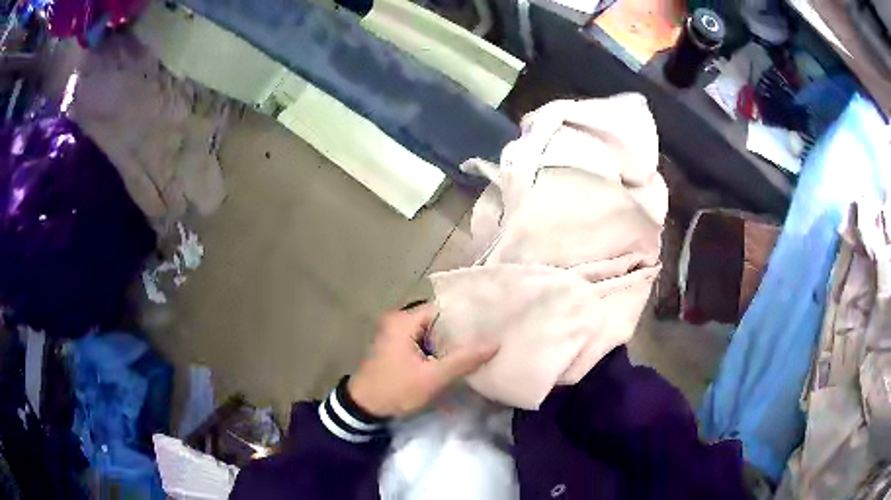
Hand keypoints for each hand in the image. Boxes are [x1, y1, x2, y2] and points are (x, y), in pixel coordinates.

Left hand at [348, 304, 498, 417]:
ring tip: (477, 347)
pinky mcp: (395, 346)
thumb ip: (463, 359)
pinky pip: (422, 340)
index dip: (466, 317)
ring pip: (431, 332)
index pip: (442, 309)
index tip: (489, 326)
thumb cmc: (396, 389)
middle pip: (437, 319)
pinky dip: (437, 348)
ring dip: (449, 342)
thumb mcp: (432, 377)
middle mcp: (397, 320)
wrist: (363, 408)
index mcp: (403, 320)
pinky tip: (455, 358)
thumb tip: (495, 342)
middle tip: (487, 338)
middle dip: (459, 331)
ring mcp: (395, 333)